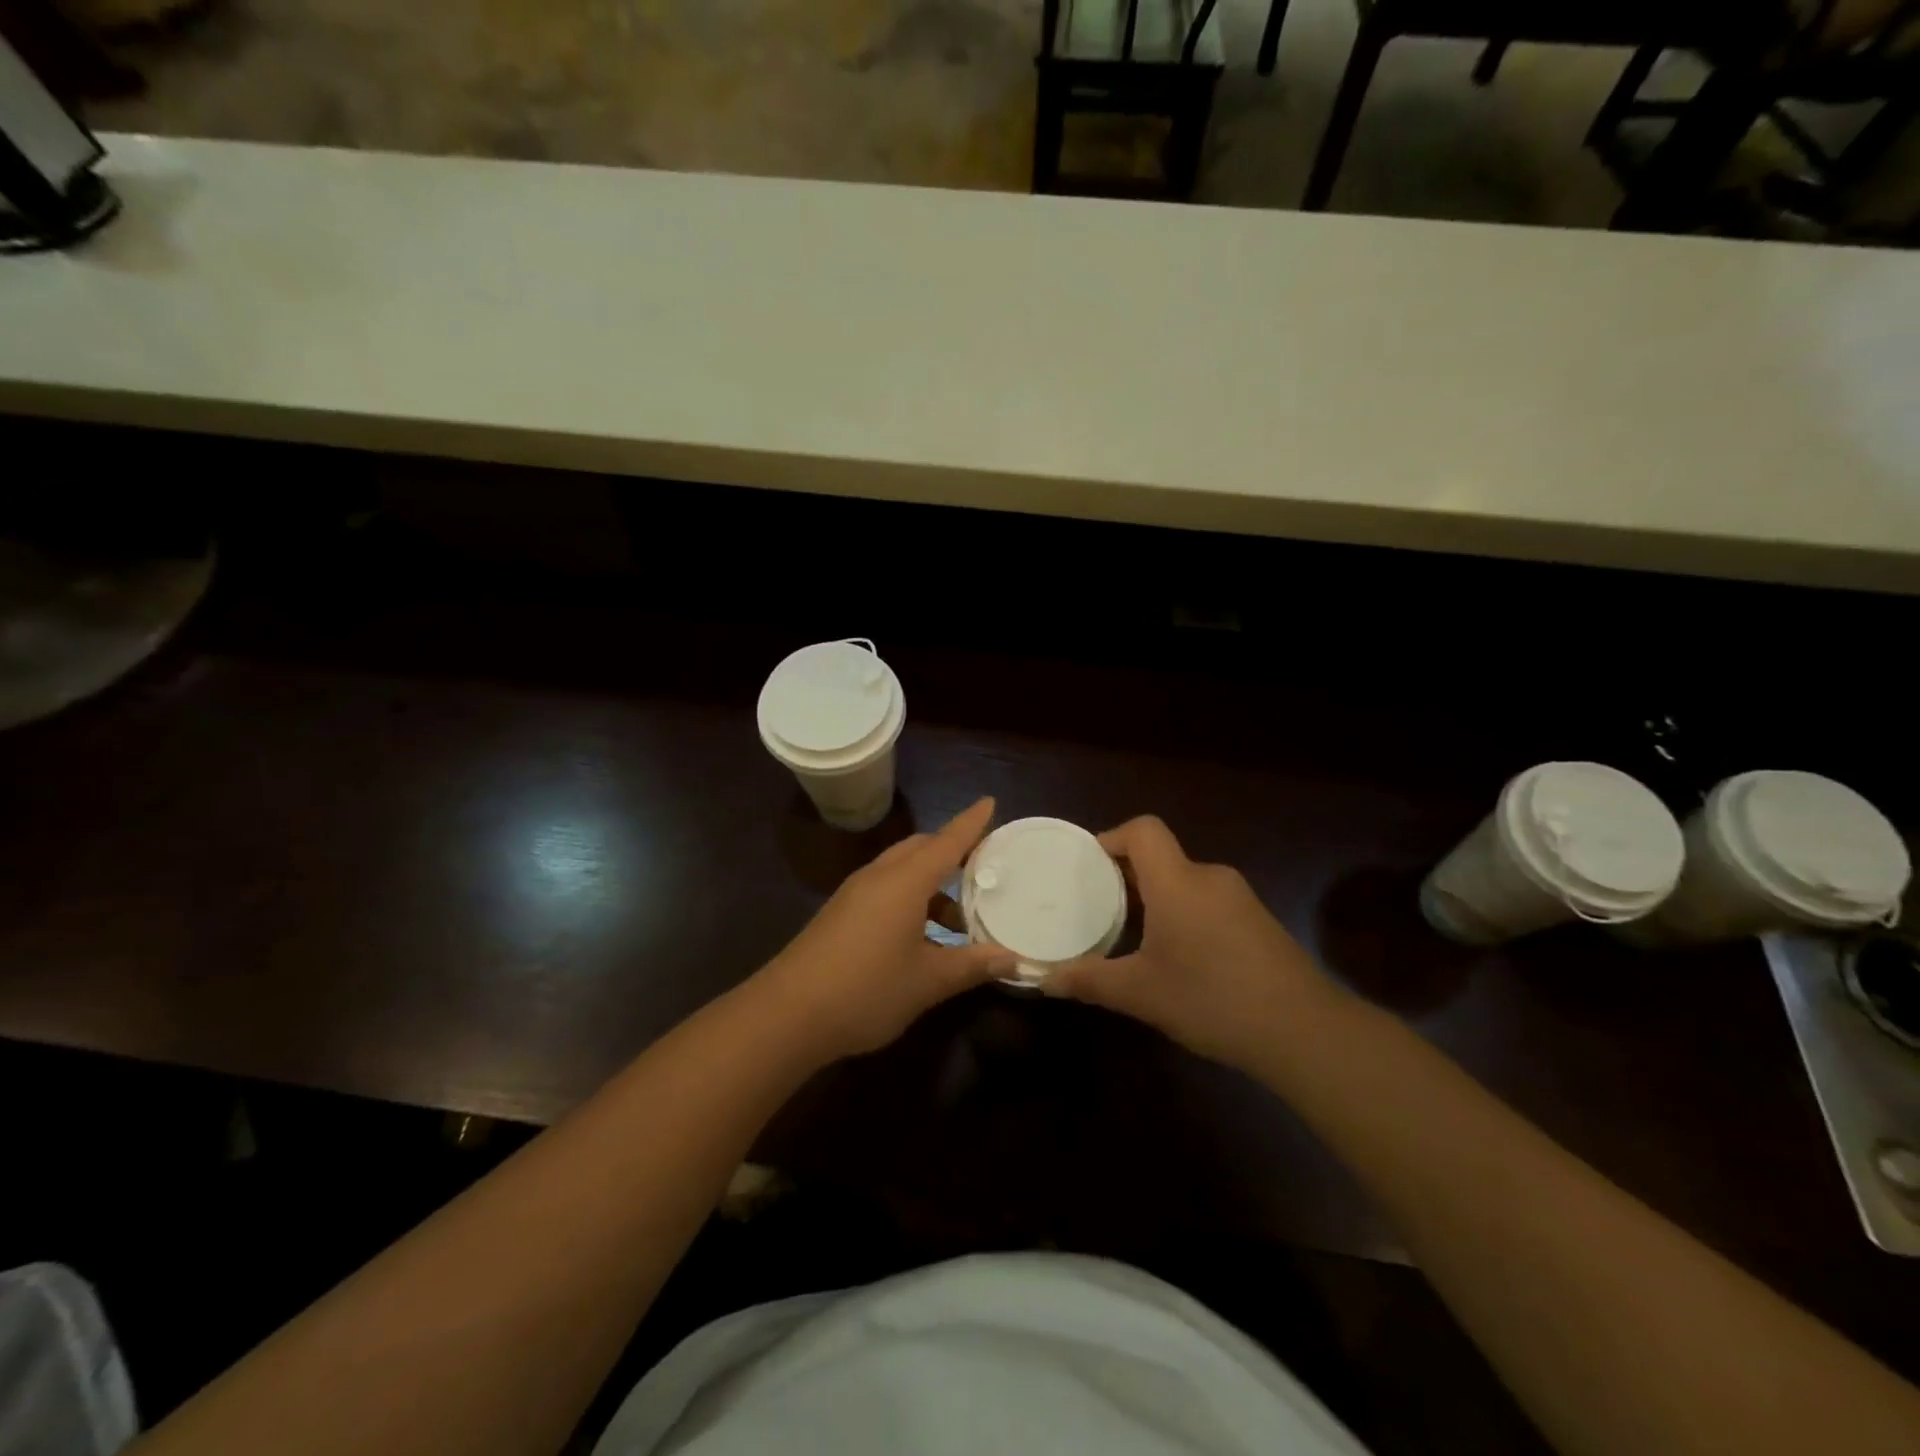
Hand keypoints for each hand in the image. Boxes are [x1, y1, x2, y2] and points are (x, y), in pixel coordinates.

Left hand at [753, 798, 1015, 1062]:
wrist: (787, 1014)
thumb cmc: (866, 990)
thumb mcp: (928, 981)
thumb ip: (972, 965)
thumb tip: (1014, 959)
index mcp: (904, 881)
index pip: (947, 841)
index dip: (971, 822)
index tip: (990, 802)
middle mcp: (879, 877)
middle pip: (921, 849)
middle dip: (952, 853)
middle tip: (983, 871)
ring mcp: (855, 894)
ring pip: (902, 871)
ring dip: (932, 885)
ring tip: (959, 924)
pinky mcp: (841, 914)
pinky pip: (885, 890)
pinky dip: (911, 900)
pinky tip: (922, 940)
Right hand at [1045, 816, 1334, 1072]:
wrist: (1304, 1031)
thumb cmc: (1212, 999)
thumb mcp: (1141, 994)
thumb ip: (1089, 980)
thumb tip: (1044, 980)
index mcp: (1177, 882)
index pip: (1143, 830)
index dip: (1112, 837)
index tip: (1089, 866)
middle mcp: (1209, 877)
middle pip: (1161, 857)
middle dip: (1127, 876)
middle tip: (1099, 907)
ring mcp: (1240, 898)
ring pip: (1185, 882)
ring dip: (1157, 899)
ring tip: (1134, 935)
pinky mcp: (1259, 921)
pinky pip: (1208, 901)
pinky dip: (1184, 914)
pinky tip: (1180, 958)